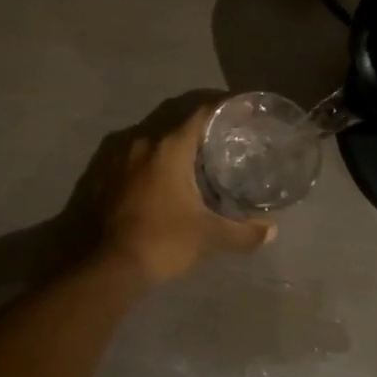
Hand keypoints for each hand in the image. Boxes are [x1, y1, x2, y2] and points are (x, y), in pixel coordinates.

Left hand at [100, 105, 275, 285]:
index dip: (224, 109)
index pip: (202, 113)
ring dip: (175, 150)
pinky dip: (154, 165)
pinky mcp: (105, 175)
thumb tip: (272, 232)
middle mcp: (143, 142)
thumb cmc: (162, 240)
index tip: (243, 112)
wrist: (108, 267)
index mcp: (170, 146)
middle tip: (225, 143)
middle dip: (202, 133)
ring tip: (197, 164)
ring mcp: (119, 157)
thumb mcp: (208, 236)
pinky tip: (165, 182)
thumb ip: (242, 232)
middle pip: (179, 126)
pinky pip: (137, 160)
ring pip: (156, 143)